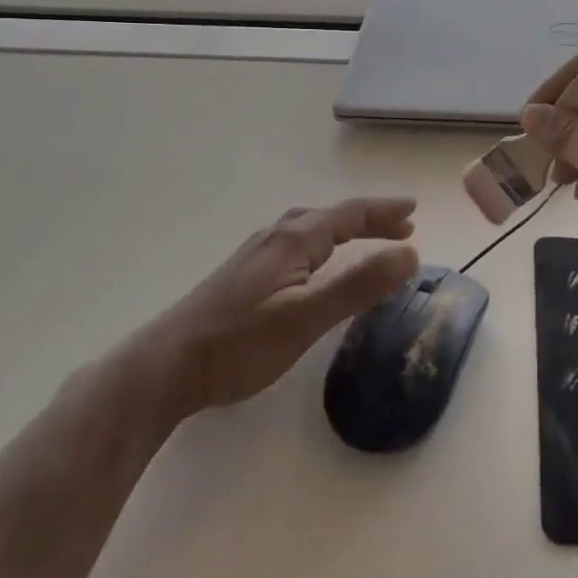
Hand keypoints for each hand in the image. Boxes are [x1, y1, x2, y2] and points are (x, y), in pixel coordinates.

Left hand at [130, 198, 419, 416]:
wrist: (164, 367)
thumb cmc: (240, 343)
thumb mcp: (307, 317)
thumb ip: (359, 285)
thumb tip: (410, 254)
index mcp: (294, 240)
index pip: (349, 214)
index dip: (384, 211)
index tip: (414, 210)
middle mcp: (275, 238)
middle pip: (330, 217)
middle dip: (368, 219)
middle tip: (401, 227)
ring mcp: (255, 256)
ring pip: (309, 229)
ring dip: (343, 230)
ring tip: (364, 240)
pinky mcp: (242, 277)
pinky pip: (295, 245)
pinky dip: (321, 244)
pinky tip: (313, 266)